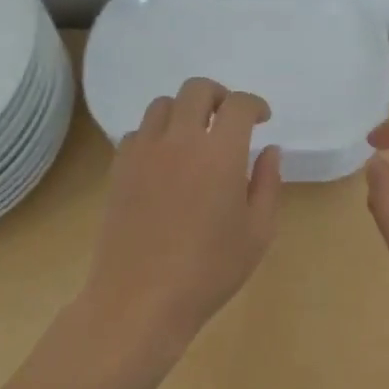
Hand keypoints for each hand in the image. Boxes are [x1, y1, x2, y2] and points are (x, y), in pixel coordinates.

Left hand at [80, 77, 282, 345]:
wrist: (140, 299)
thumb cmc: (209, 271)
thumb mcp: (257, 233)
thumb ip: (268, 184)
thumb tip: (269, 150)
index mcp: (220, 153)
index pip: (239, 105)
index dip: (255, 105)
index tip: (262, 119)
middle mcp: (180, 140)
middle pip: (197, 89)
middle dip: (219, 96)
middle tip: (229, 120)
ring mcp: (144, 152)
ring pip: (162, 104)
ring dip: (185, 111)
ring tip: (195, 138)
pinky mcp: (119, 168)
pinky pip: (138, 132)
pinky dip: (156, 134)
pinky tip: (165, 161)